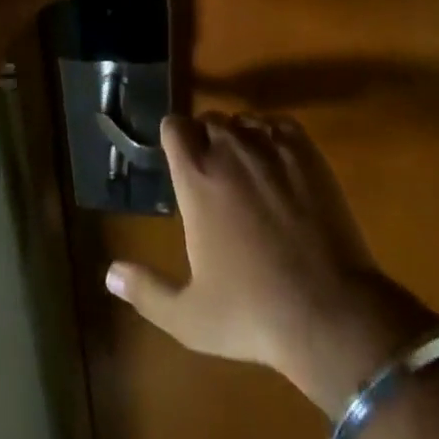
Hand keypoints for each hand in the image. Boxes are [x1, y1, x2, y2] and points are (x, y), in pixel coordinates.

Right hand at [106, 112, 438, 416]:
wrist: (329, 313)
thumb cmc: (252, 313)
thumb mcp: (189, 317)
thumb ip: (147, 291)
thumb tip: (109, 273)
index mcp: (196, 177)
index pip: (173, 126)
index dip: (174, 137)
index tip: (178, 157)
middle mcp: (229, 150)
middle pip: (209, 121)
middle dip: (206, 139)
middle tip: (215, 174)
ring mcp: (270, 147)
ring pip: (244, 121)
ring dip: (240, 137)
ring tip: (249, 171)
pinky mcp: (305, 152)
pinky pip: (279, 125)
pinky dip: (273, 137)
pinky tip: (278, 165)